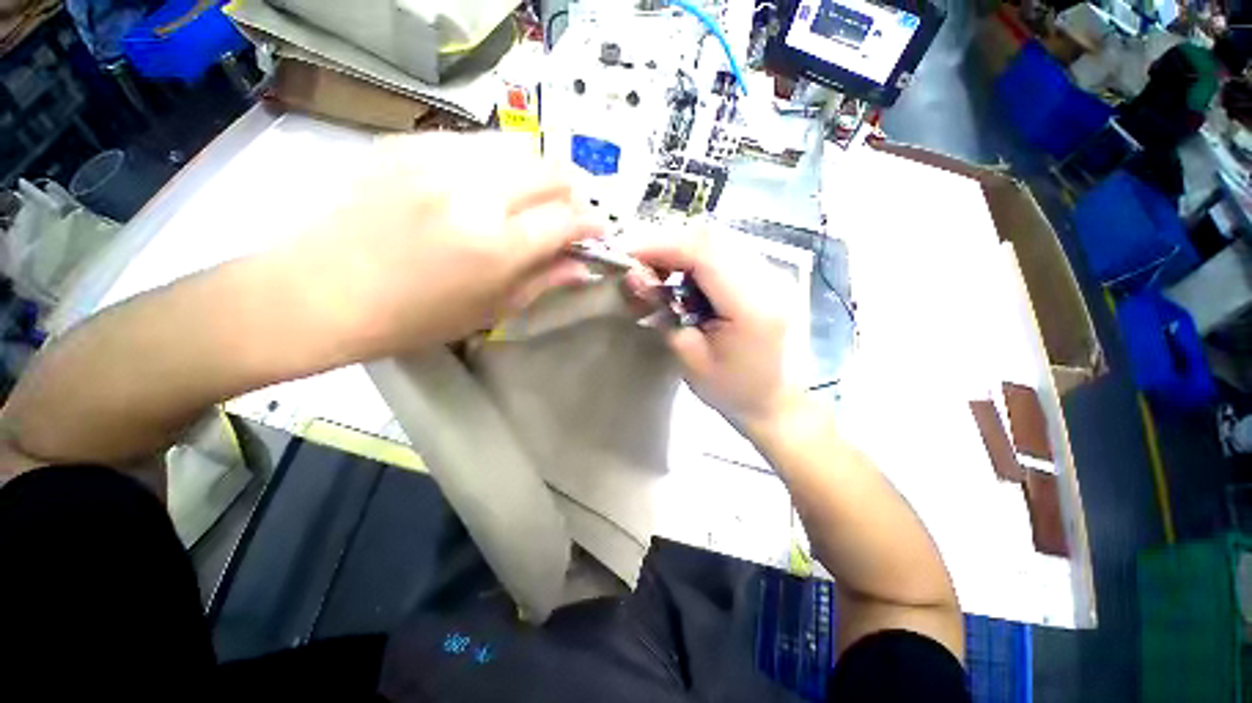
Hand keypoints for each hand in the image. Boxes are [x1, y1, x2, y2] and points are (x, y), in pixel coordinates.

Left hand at [300, 132, 599, 355]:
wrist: (316, 291)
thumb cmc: (412, 318)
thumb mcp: (491, 310)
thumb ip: (544, 281)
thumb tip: (583, 266)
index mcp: (495, 245)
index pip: (567, 220)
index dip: (591, 225)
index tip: (596, 233)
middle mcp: (473, 191)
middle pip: (550, 169)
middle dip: (572, 192)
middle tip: (567, 216)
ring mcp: (436, 158)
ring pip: (517, 147)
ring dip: (536, 175)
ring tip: (529, 201)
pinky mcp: (407, 143)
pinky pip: (475, 143)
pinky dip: (496, 165)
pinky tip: (484, 188)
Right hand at [627, 230, 800, 427]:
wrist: (777, 402)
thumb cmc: (731, 390)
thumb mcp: (689, 359)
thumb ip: (663, 312)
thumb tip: (635, 276)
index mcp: (753, 306)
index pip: (705, 253)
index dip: (662, 246)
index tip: (629, 254)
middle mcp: (770, 280)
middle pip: (713, 237)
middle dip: (668, 243)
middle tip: (640, 263)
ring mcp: (775, 274)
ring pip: (720, 239)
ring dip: (683, 248)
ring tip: (657, 269)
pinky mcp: (770, 276)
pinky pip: (728, 251)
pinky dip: (699, 256)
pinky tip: (684, 275)